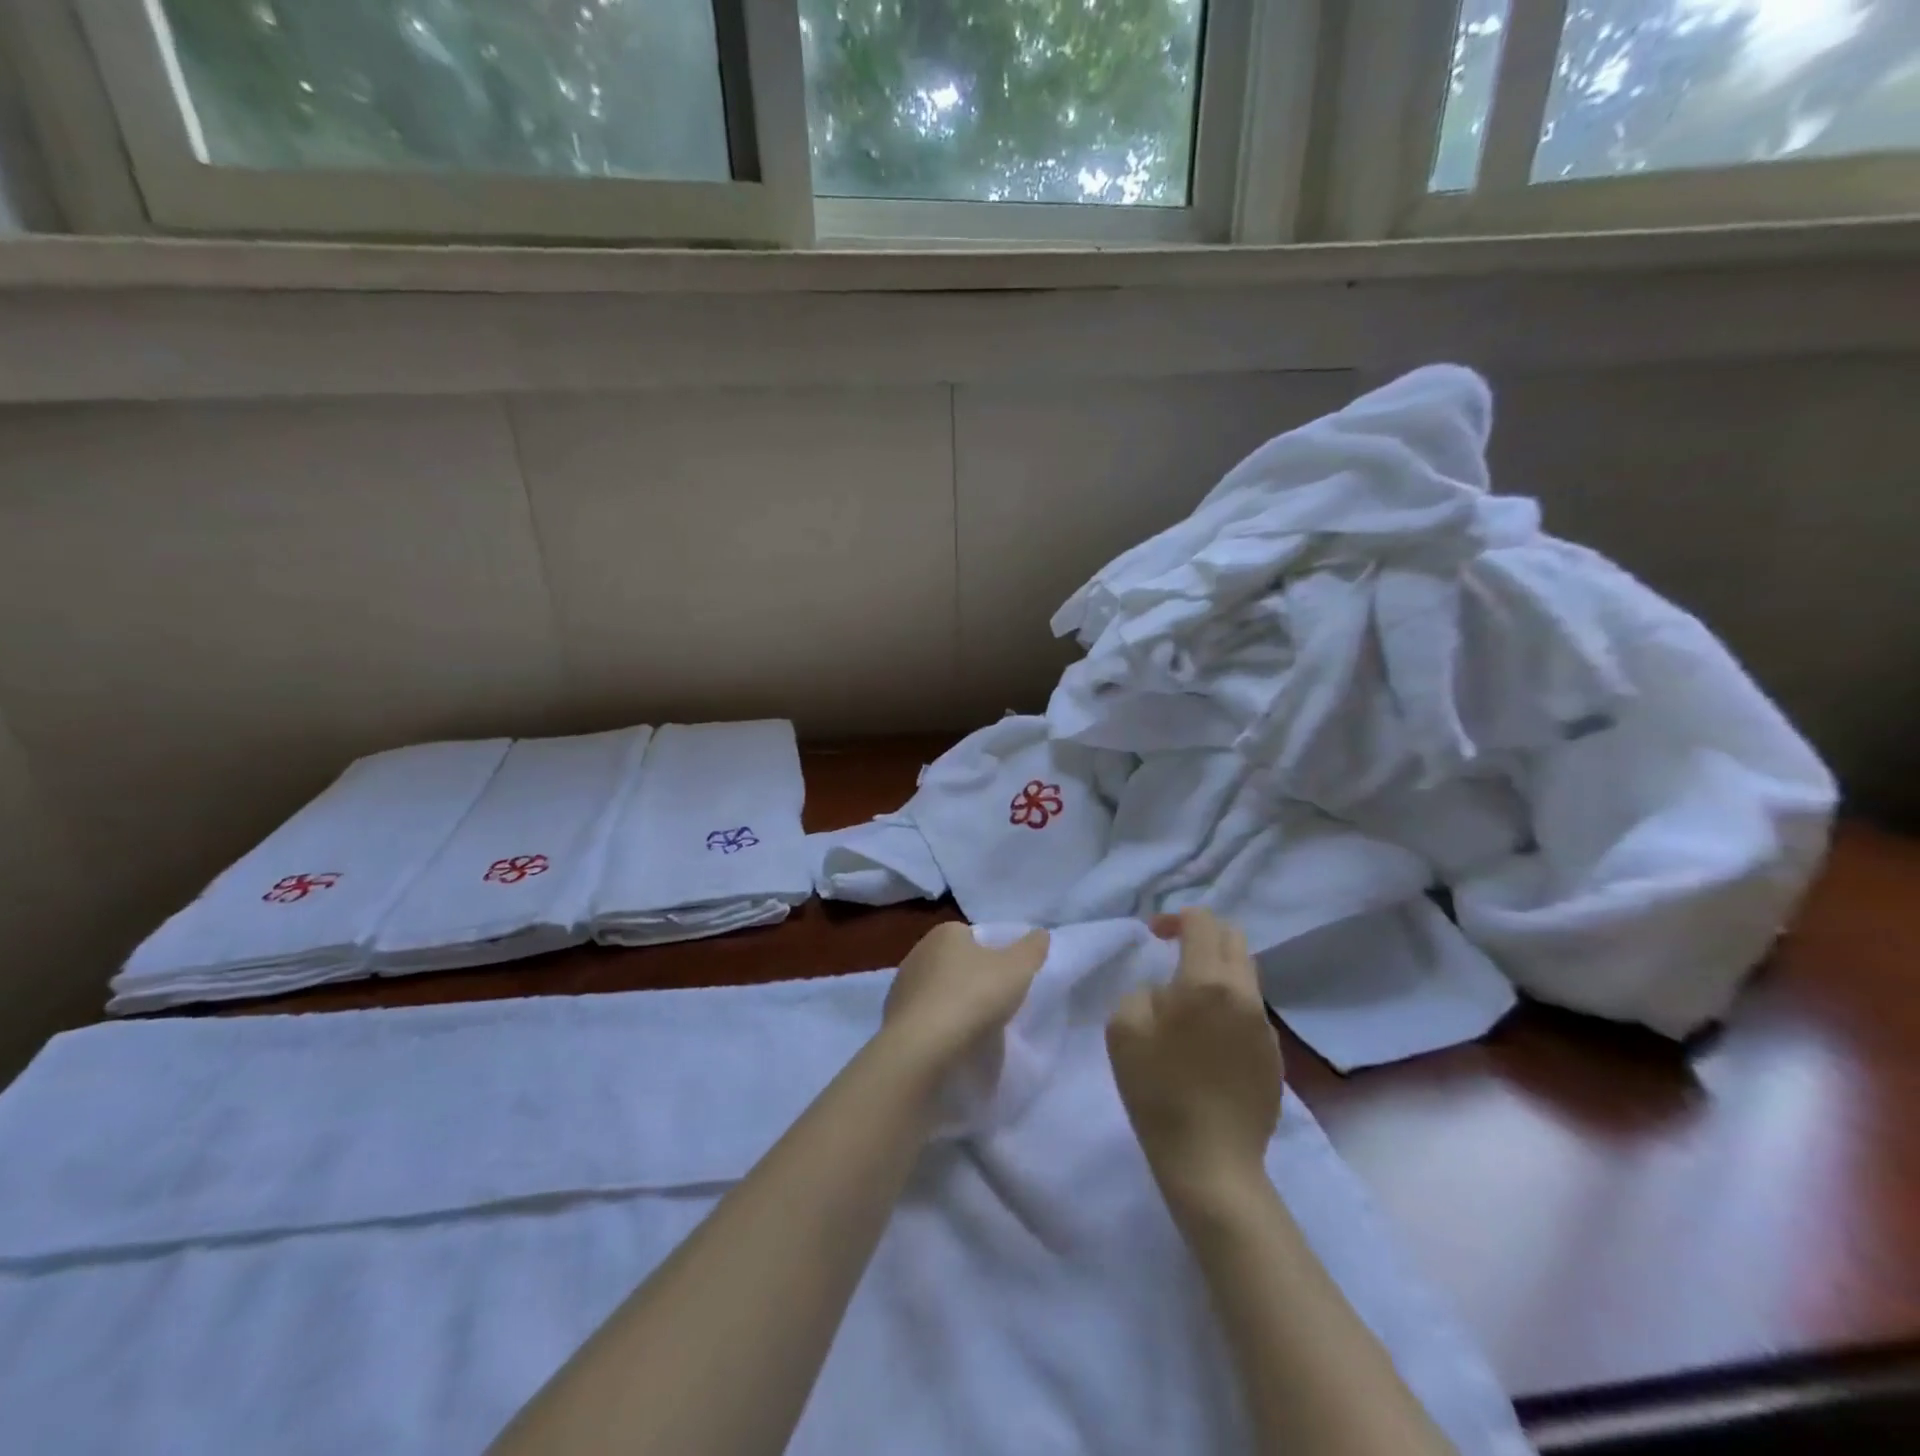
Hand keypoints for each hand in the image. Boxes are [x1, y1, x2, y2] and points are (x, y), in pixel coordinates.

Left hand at [883, 922, 1049, 1067]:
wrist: (922, 1046)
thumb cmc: (973, 996)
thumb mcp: (1017, 969)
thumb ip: (1032, 948)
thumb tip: (1040, 934)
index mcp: (945, 933)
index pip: (974, 937)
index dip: (993, 955)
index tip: (1006, 979)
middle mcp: (919, 951)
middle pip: (955, 963)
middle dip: (972, 979)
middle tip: (994, 1004)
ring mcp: (902, 984)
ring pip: (938, 990)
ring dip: (953, 1004)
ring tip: (974, 1029)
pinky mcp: (893, 1016)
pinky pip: (924, 1016)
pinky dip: (937, 1025)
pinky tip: (951, 1042)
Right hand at [1107, 909, 1282, 1201]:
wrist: (1211, 1162)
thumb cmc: (1158, 1091)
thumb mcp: (1122, 1029)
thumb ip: (1141, 992)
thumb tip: (1165, 992)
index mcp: (1206, 981)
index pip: (1202, 921)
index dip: (1175, 918)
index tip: (1154, 936)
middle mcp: (1243, 994)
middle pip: (1233, 938)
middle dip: (1203, 934)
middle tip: (1174, 953)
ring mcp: (1264, 1025)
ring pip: (1246, 974)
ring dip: (1218, 969)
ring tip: (1190, 997)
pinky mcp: (1274, 1055)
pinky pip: (1251, 1010)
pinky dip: (1229, 1004)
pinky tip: (1208, 1038)